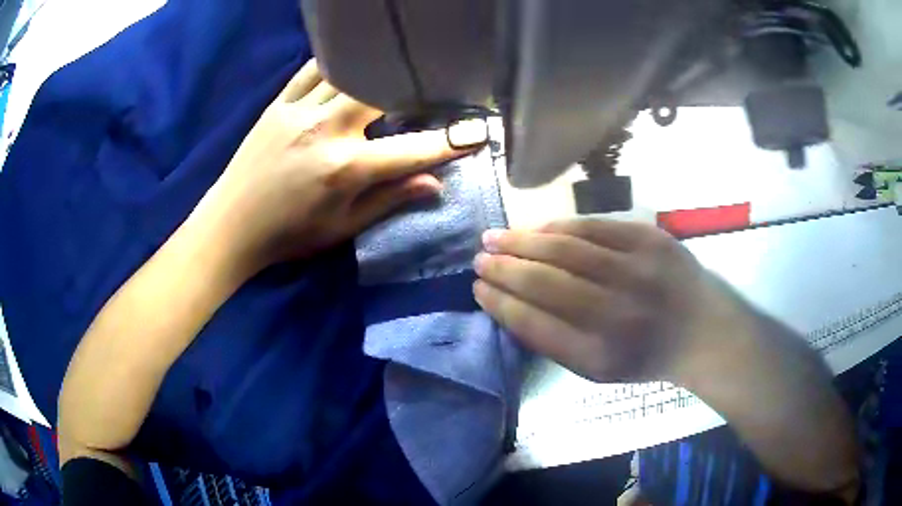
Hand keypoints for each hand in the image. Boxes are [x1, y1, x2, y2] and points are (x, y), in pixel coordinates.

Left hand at [204, 59, 486, 271]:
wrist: (231, 226)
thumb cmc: (289, 234)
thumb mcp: (342, 228)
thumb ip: (389, 200)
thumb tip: (435, 184)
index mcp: (346, 168)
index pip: (412, 149)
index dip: (450, 142)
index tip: (478, 133)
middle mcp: (326, 130)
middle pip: (381, 91)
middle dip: (411, 87)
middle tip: (429, 86)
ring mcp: (299, 112)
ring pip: (347, 73)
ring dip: (374, 70)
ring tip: (392, 68)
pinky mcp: (277, 105)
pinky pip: (310, 71)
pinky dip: (334, 63)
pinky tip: (348, 62)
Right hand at [473, 218, 739, 382]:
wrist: (700, 329)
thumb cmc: (644, 355)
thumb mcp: (597, 370)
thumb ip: (553, 342)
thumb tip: (509, 304)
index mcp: (599, 356)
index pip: (533, 323)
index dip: (500, 303)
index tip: (478, 289)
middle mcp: (616, 314)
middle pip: (544, 283)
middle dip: (502, 268)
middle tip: (479, 259)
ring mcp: (636, 271)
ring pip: (564, 249)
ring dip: (521, 241)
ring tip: (495, 238)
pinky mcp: (650, 240)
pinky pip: (593, 227)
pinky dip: (558, 227)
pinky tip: (536, 229)